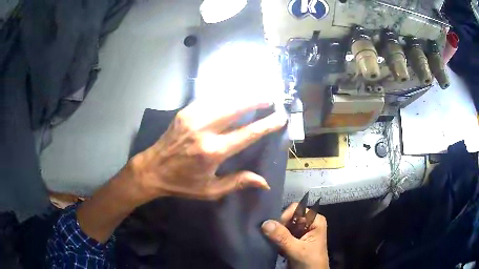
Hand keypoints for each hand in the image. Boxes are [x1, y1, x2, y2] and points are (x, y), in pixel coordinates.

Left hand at [129, 99, 286, 200]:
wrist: (152, 169)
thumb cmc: (182, 183)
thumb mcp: (210, 190)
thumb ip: (238, 182)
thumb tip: (264, 182)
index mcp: (212, 151)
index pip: (247, 134)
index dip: (266, 125)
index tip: (280, 117)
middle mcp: (204, 130)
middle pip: (236, 108)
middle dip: (256, 99)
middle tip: (271, 96)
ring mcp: (193, 117)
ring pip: (223, 99)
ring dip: (242, 94)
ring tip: (257, 92)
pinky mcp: (185, 112)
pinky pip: (210, 99)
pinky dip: (225, 95)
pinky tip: (234, 94)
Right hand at [262, 203, 328, 268]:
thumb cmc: (310, 262)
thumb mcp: (297, 250)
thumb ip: (282, 237)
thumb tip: (265, 223)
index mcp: (315, 220)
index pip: (296, 209)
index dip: (285, 217)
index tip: (275, 229)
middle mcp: (308, 223)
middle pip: (288, 217)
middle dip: (278, 226)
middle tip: (269, 236)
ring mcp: (300, 231)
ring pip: (283, 225)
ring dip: (275, 233)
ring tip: (270, 241)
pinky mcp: (293, 240)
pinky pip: (281, 234)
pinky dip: (275, 239)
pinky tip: (273, 245)